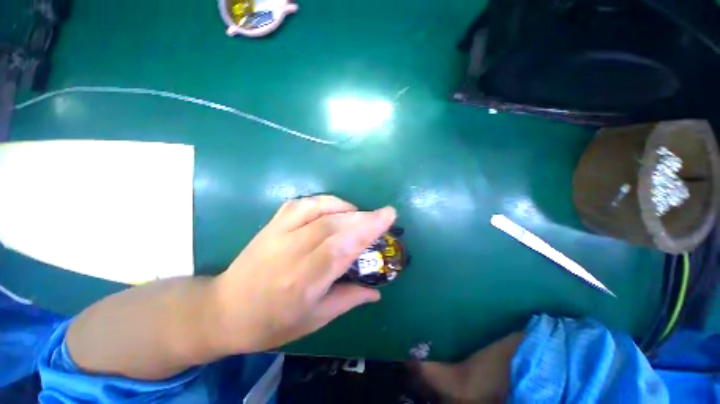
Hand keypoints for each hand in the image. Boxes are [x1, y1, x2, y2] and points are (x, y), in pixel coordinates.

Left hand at [211, 195, 395, 352]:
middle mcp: (290, 253)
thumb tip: (376, 291)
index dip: (366, 230)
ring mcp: (278, 234)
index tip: (388, 216)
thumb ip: (348, 300)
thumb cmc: (271, 323)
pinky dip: (324, 201)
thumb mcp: (314, 320)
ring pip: (318, 209)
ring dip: (344, 208)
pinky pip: (302, 203)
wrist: (224, 310)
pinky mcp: (271, 224)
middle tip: (383, 214)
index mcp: (302, 282)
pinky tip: (335, 208)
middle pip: (332, 225)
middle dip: (363, 217)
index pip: (340, 248)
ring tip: (359, 215)